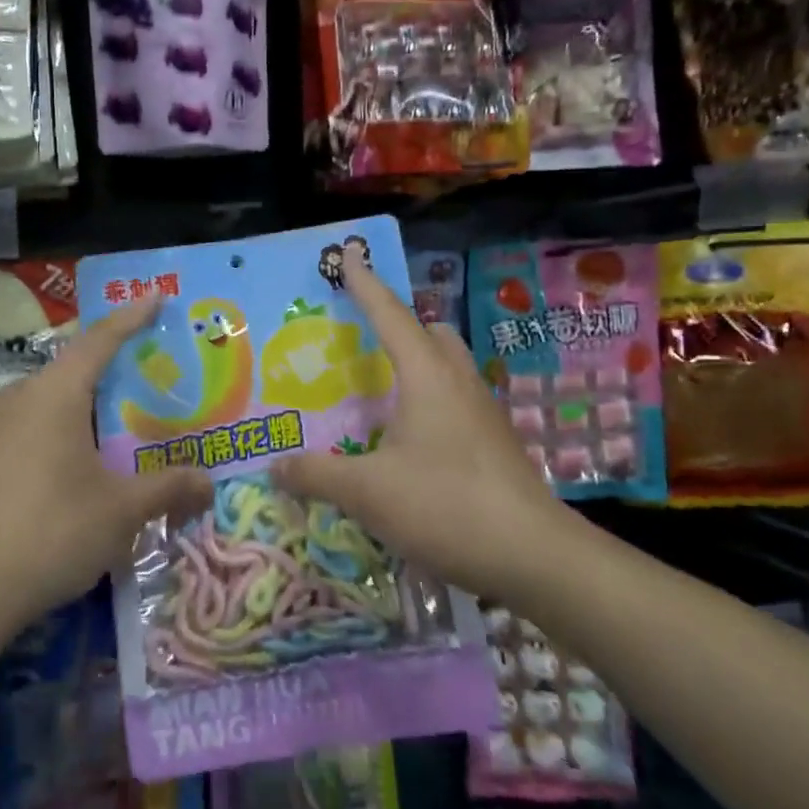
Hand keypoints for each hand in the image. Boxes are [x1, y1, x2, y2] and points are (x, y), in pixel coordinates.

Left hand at [0, 297, 213, 667]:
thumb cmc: (52, 533)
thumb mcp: (121, 511)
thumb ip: (168, 488)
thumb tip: (208, 482)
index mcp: (54, 395)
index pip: (100, 341)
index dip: (131, 318)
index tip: (155, 297)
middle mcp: (17, 398)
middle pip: (72, 369)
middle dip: (110, 369)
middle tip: (148, 377)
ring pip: (46, 401)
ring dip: (82, 405)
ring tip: (115, 424)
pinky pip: (26, 427)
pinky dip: (56, 430)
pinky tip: (72, 463)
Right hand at [271, 259, 575, 598]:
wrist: (533, 554)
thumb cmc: (445, 505)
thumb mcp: (367, 491)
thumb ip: (316, 474)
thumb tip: (275, 466)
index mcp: (426, 374)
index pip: (389, 314)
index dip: (364, 284)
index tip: (349, 254)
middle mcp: (457, 380)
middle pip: (429, 332)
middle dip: (398, 323)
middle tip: (362, 336)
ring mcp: (482, 410)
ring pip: (447, 365)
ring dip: (416, 361)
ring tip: (380, 388)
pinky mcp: (494, 440)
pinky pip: (455, 398)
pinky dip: (429, 397)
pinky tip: (409, 435)